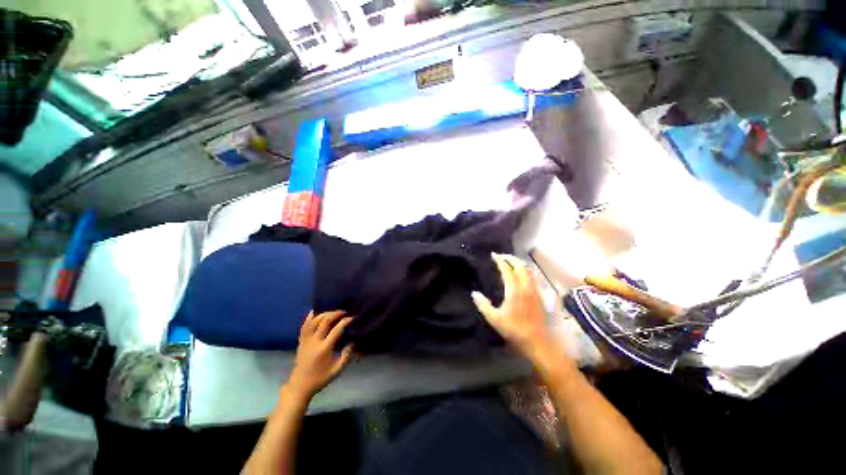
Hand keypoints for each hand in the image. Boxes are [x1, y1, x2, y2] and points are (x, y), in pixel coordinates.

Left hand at [286, 310, 353, 398]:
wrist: (300, 385)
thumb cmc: (321, 378)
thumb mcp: (337, 370)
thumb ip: (346, 356)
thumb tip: (352, 343)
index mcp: (324, 348)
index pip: (336, 330)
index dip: (345, 321)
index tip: (352, 318)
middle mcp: (314, 342)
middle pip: (324, 321)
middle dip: (335, 314)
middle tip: (343, 312)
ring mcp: (306, 341)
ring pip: (314, 321)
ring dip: (324, 314)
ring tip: (332, 313)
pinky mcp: (301, 341)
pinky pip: (304, 326)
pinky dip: (309, 318)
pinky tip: (314, 312)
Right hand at [472, 253, 549, 358]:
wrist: (539, 343)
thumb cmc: (515, 331)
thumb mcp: (495, 319)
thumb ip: (483, 305)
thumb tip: (474, 293)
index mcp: (514, 290)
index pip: (507, 270)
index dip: (500, 260)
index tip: (493, 255)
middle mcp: (526, 287)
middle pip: (520, 266)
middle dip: (511, 258)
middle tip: (502, 256)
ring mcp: (536, 291)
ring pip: (529, 271)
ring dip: (520, 264)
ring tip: (512, 263)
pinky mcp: (541, 296)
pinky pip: (535, 278)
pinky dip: (528, 272)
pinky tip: (524, 276)